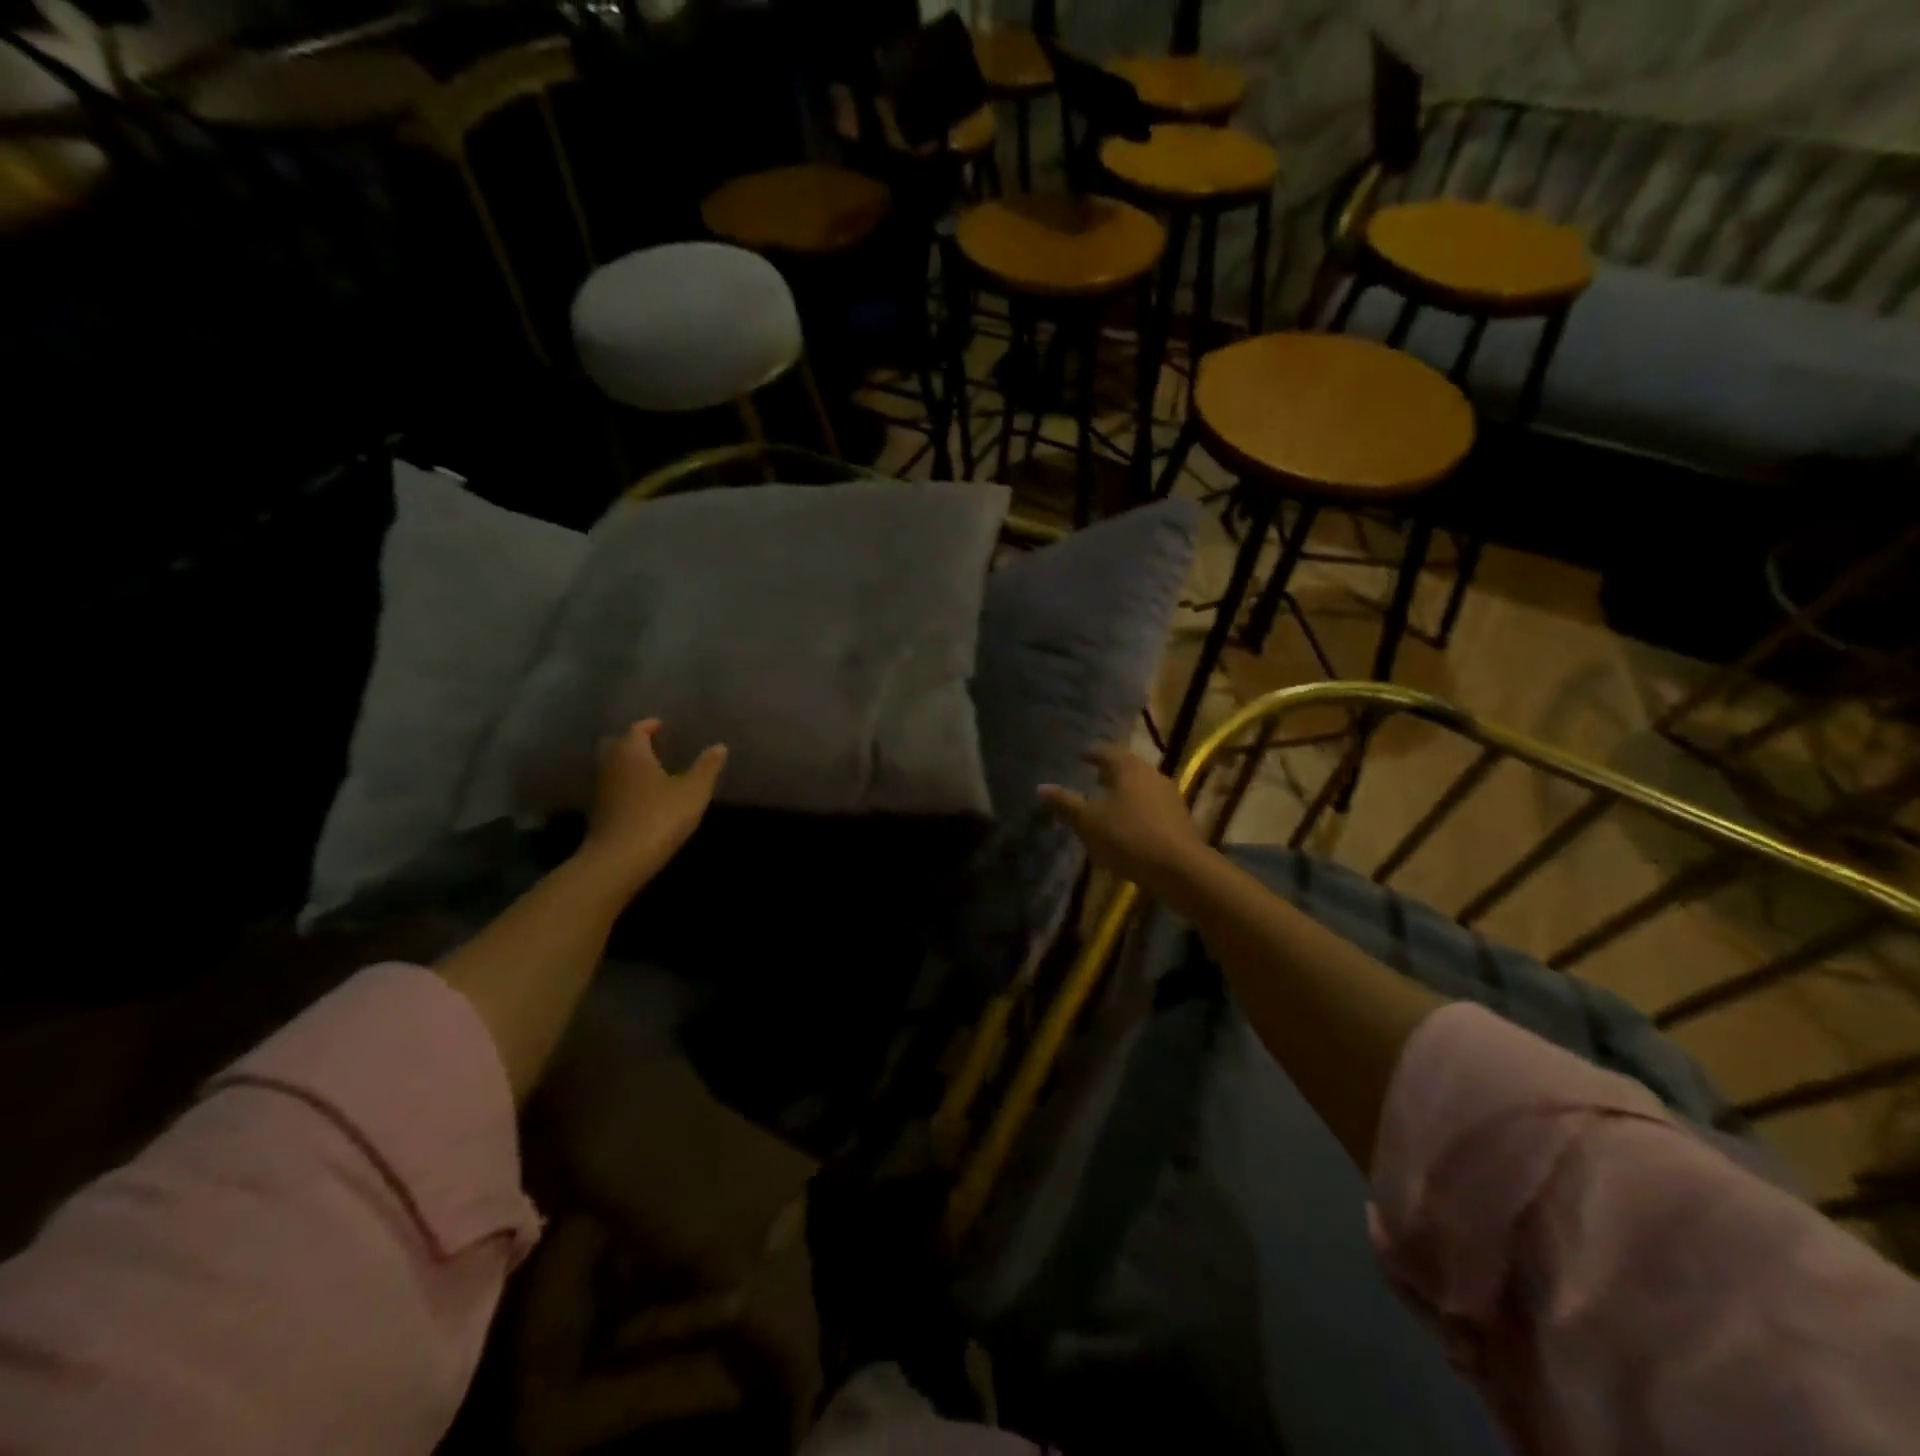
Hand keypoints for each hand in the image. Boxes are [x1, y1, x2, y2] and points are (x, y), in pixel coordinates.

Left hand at [578, 719, 726, 892]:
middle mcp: (611, 763)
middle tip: (654, 745)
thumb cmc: (659, 816)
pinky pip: (613, 788)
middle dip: (634, 742)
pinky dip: (626, 786)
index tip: (663, 726)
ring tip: (653, 770)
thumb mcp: (693, 790)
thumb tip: (719, 746)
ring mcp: (601, 789)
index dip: (651, 726)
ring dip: (629, 765)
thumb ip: (707, 767)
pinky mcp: (598, 812)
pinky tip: (643, 796)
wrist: (619, 859)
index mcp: (632, 751)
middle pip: (619, 744)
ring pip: (613, 767)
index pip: (638, 729)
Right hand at [1038, 743, 1206, 896]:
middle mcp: (1152, 774)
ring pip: (1141, 786)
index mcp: (1128, 768)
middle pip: (1127, 767)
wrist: (1180, 869)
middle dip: (1109, 772)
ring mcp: (1169, 796)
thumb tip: (1041, 787)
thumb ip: (1065, 804)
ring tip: (1108, 803)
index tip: (1079, 756)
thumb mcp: (1088, 822)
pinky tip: (1128, 825)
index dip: (1091, 753)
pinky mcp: (1179, 819)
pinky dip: (1137, 809)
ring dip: (1124, 791)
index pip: (1106, 751)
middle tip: (1093, 778)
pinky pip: (1151, 806)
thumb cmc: (1128, 837)